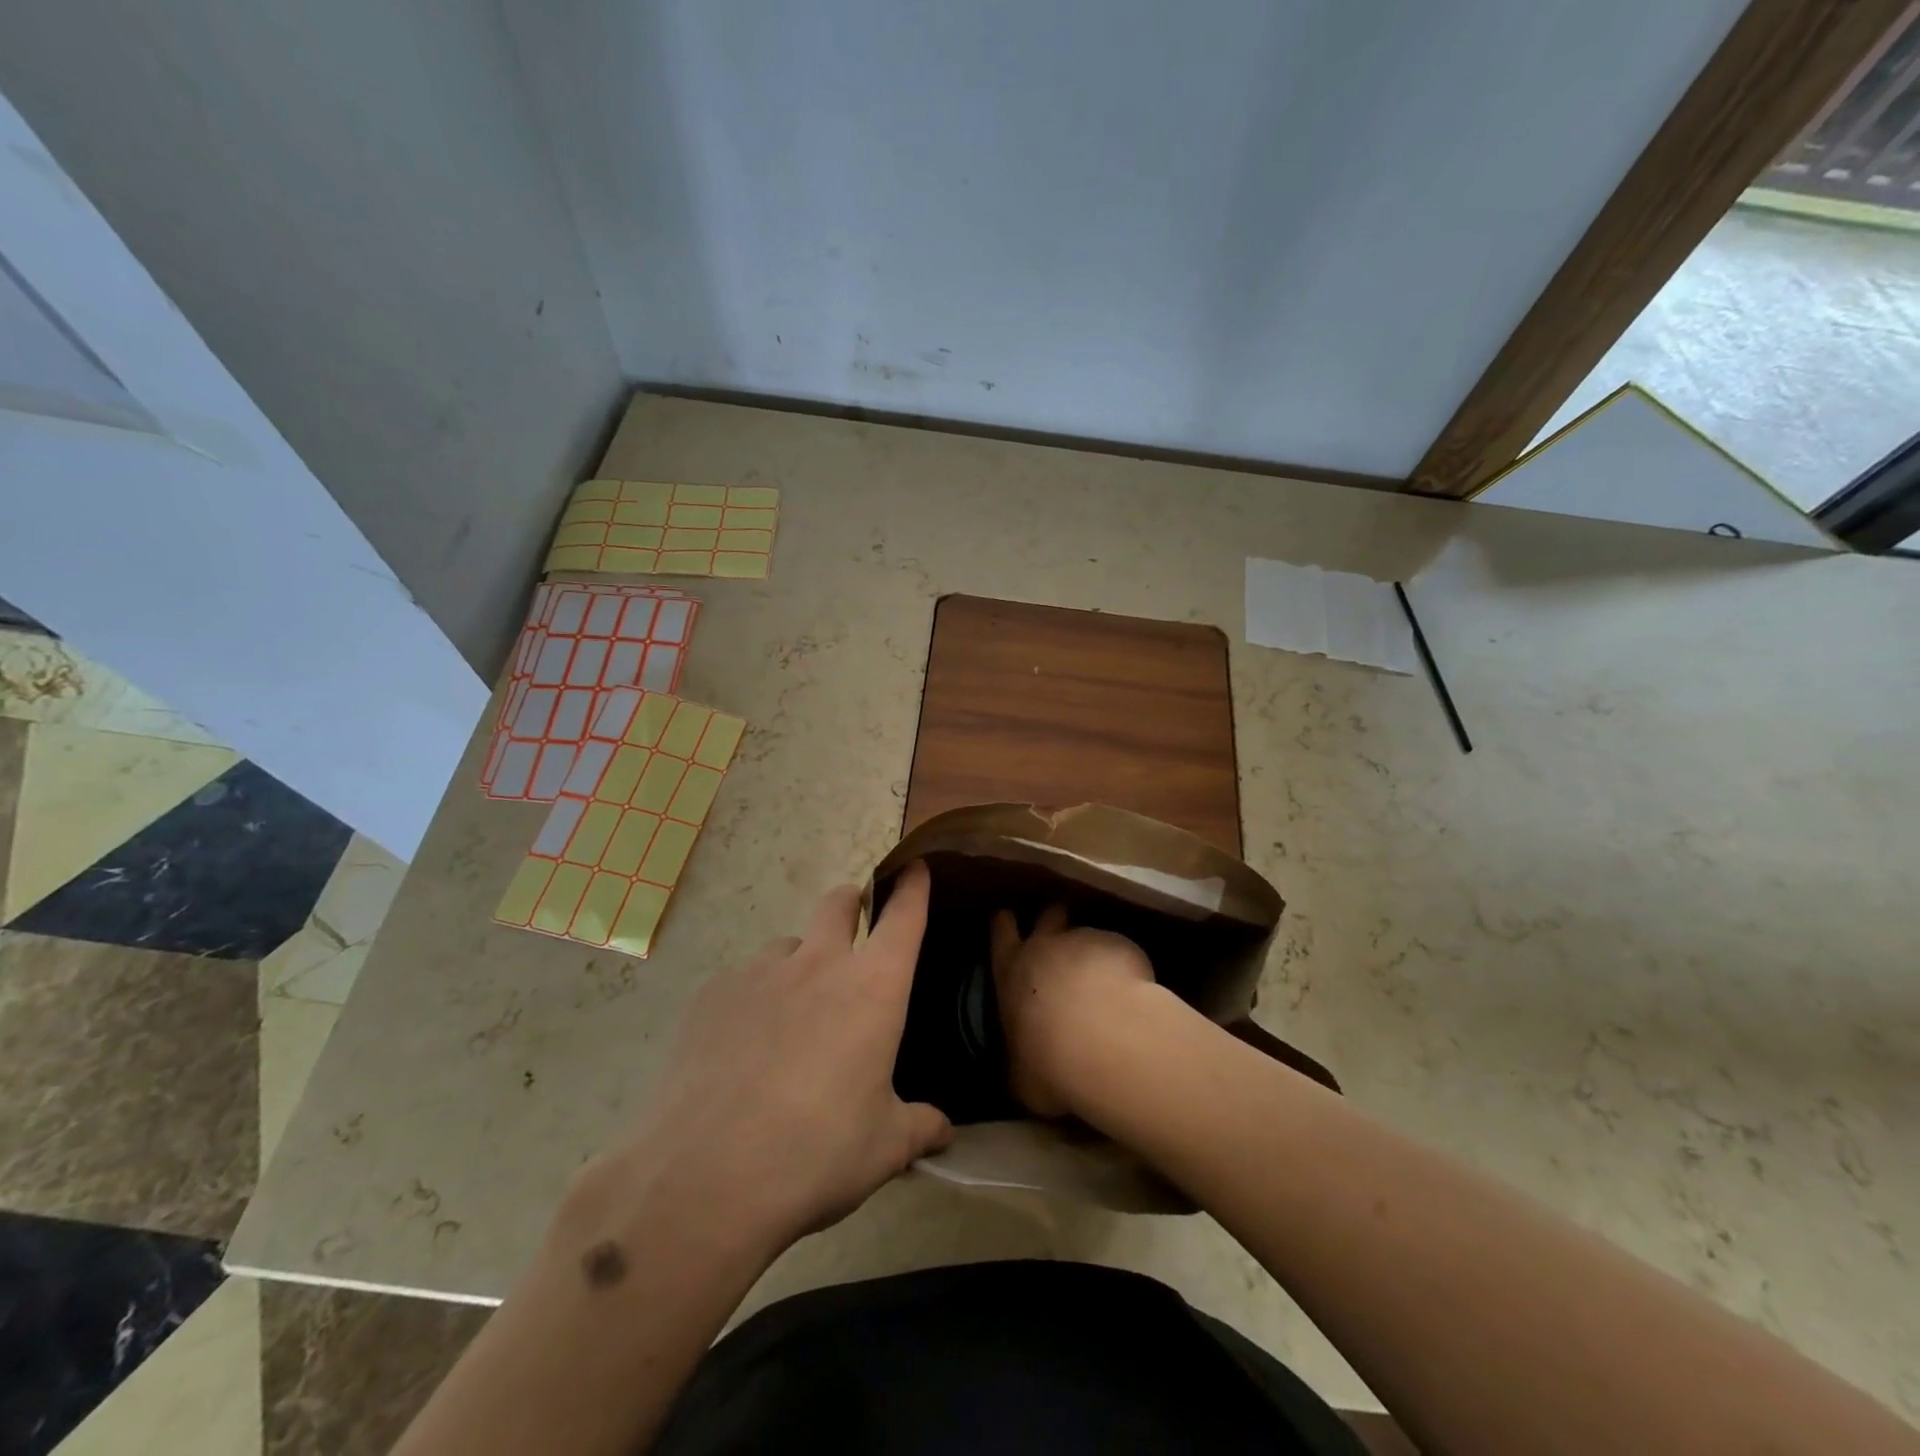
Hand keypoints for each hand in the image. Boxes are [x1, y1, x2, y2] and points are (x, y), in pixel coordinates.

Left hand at [590, 863, 952, 1255]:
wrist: (706, 1178)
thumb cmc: (817, 1153)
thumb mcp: (884, 1148)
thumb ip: (920, 1127)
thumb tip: (946, 1131)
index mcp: (873, 988)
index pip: (903, 917)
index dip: (913, 887)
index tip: (916, 868)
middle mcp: (818, 964)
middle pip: (838, 903)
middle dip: (851, 902)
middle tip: (853, 924)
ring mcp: (759, 973)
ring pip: (787, 946)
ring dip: (798, 964)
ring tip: (790, 1017)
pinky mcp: (712, 994)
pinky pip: (742, 981)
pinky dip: (752, 1000)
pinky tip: (741, 1049)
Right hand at [989, 904, 1156, 1117]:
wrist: (1104, 1041)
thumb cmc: (1048, 1062)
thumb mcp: (1021, 1076)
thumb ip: (1020, 1062)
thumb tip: (1022, 1072)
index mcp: (1011, 971)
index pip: (1001, 931)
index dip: (1005, 924)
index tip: (1009, 921)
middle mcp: (1045, 947)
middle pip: (1048, 914)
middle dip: (1053, 916)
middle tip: (1062, 929)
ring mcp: (1086, 940)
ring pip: (1087, 931)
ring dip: (1093, 948)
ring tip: (1106, 973)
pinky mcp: (1121, 946)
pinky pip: (1119, 949)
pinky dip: (1124, 965)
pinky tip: (1135, 991)